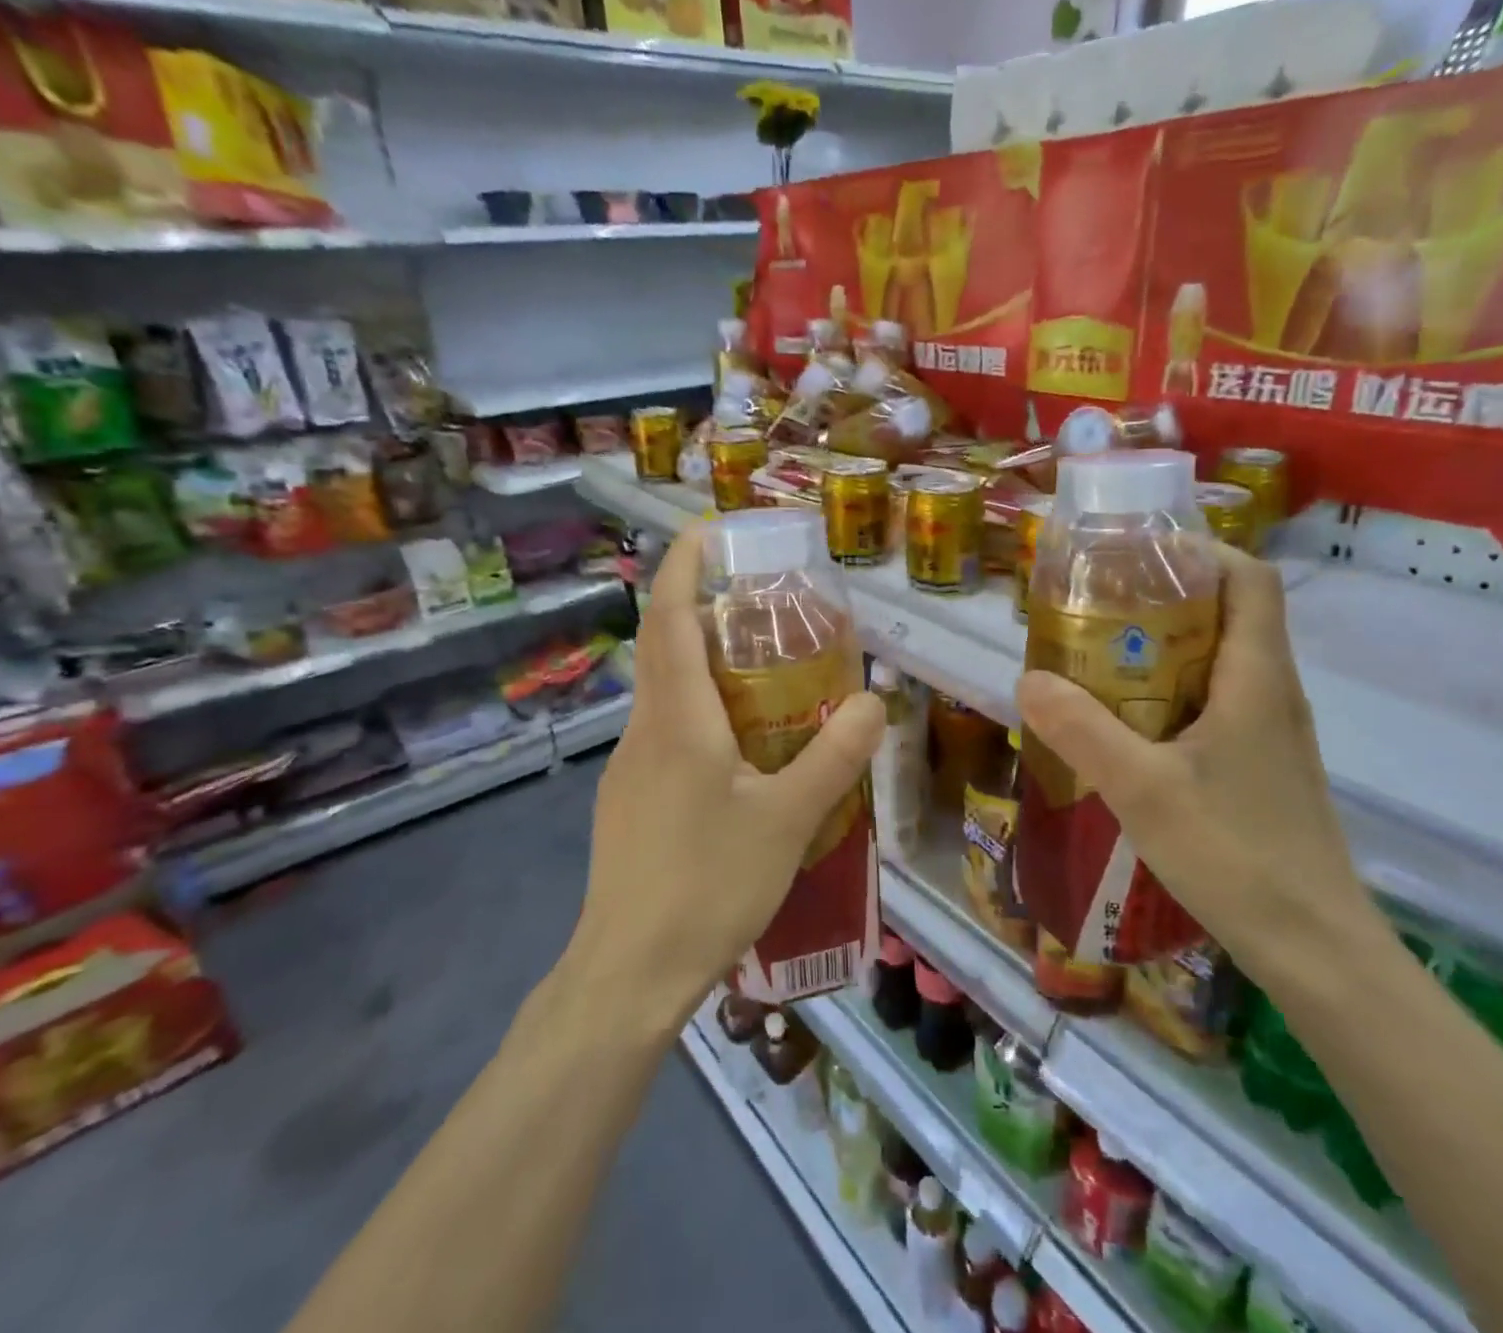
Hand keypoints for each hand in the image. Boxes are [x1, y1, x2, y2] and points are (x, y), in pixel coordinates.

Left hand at [575, 525, 885, 1024]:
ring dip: (698, 661)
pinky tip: (735, 748)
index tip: (707, 531)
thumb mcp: (788, 820)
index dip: (683, 567)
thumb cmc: (708, 885)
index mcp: (677, 719)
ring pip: (662, 691)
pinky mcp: (629, 800)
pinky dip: (695, 708)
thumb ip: (833, 757)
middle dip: (697, 606)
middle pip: (662, 646)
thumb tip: (873, 701)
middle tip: (755, 599)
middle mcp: (644, 730)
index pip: (670, 618)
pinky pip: (663, 730)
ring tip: (756, 668)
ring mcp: (629, 766)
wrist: (629, 971)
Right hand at [1016, 544, 1386, 991]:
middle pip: (1226, 614)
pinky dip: (1167, 697)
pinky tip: (1124, 730)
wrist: (1316, 951)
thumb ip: (1081, 730)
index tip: (1133, 556)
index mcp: (1257, 678)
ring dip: (1160, 651)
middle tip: (1093, 610)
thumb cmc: (1236, 855)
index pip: (1247, 578)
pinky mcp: (1259, 768)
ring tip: (1095, 662)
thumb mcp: (1142, 788)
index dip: (1198, 551)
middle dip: (1160, 600)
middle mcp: (1271, 693)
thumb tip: (1028, 680)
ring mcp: (1269, 734)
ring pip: (1216, 664)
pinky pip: (1212, 706)